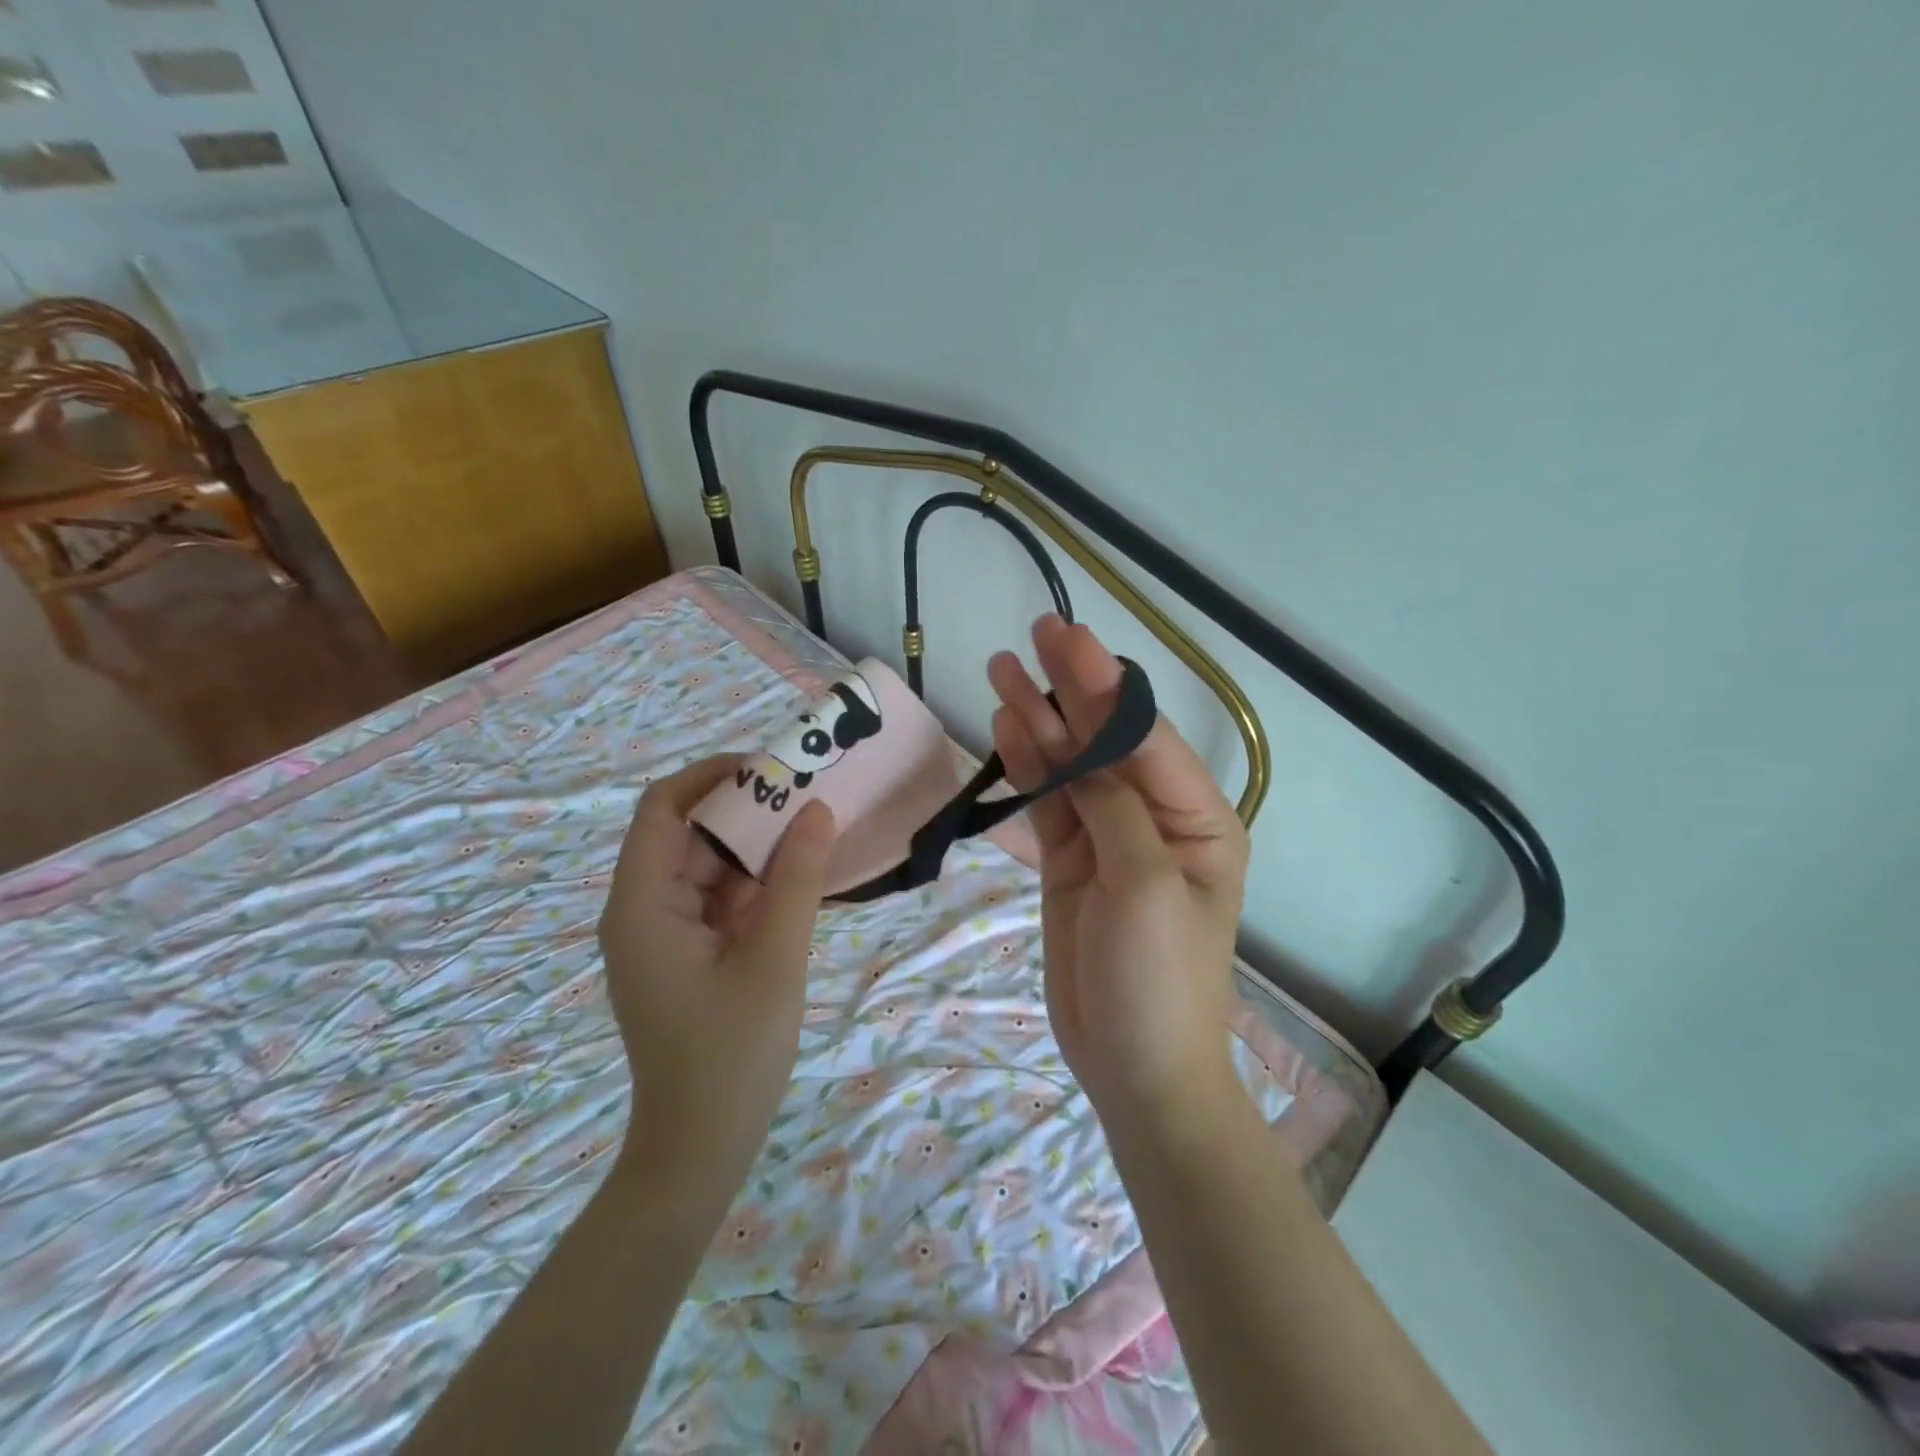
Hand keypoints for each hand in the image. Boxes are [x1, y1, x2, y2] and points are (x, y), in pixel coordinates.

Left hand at [597, 756, 835, 1196]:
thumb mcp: (774, 959)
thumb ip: (795, 880)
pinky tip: (802, 875)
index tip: (771, 767)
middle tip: (808, 793)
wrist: (701, 1150)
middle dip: (746, 809)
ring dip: (757, 847)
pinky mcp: (689, 956)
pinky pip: (721, 901)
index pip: (663, 809)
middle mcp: (644, 910)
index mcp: (642, 905)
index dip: (712, 776)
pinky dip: (757, 884)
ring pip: (709, 868)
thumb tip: (818, 810)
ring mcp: (666, 935)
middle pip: (689, 835)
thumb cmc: (731, 1055)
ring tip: (814, 825)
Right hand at [989, 616, 1250, 1133]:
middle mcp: (1155, 817)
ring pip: (1070, 766)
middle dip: (1071, 689)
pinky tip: (1006, 729)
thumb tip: (1082, 749)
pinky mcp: (1071, 861)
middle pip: (1106, 741)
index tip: (1067, 640)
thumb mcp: (1145, 885)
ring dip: (1039, 721)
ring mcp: (1108, 838)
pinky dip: (1027, 767)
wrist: (1134, 1067)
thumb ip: (1113, 808)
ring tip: (1002, 672)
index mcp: (1197, 818)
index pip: (1143, 738)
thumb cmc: (1160, 978)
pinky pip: (1049, 803)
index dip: (1104, 686)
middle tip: (1034, 635)